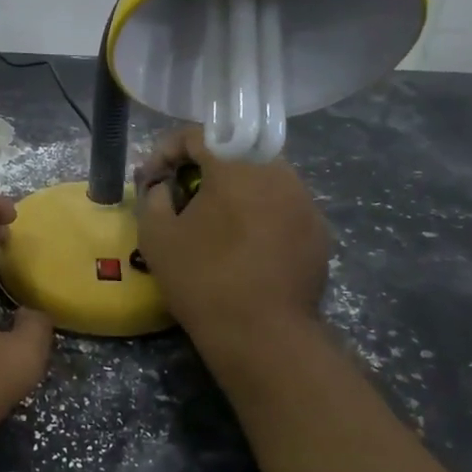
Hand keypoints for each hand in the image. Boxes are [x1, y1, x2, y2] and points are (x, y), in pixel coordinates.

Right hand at [136, 126, 329, 340]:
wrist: (263, 335)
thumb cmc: (203, 279)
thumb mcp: (157, 236)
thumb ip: (153, 197)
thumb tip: (162, 186)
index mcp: (237, 166)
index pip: (199, 135)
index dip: (167, 150)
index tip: (152, 179)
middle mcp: (278, 172)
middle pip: (234, 153)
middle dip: (202, 168)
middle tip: (180, 195)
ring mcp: (304, 201)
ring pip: (261, 178)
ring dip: (233, 189)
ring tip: (213, 221)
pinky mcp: (318, 230)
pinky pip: (282, 206)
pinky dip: (259, 213)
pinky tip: (245, 245)